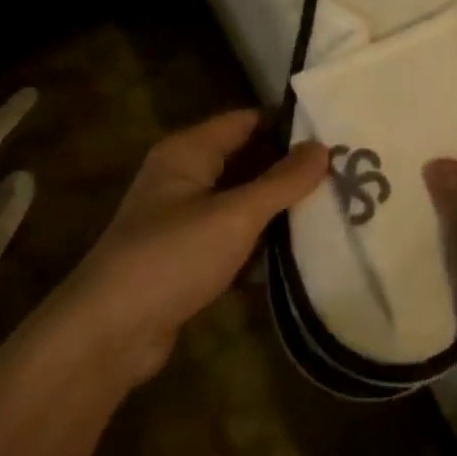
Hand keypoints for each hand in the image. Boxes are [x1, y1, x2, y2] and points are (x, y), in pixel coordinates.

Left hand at [56, 110, 328, 389]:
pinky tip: (304, 253)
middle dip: (290, 170)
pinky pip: (234, 239)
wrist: (110, 333)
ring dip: (280, 210)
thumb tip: (322, 147)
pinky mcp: (188, 258)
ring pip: (242, 203)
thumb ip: (281, 182)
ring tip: (336, 210)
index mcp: (188, 152)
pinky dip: (262, 243)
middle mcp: (184, 177)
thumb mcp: (234, 215)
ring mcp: (184, 220)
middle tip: (346, 176)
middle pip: (246, 161)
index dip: (289, 127)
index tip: (337, 137)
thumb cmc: (172, 257)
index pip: (246, 122)